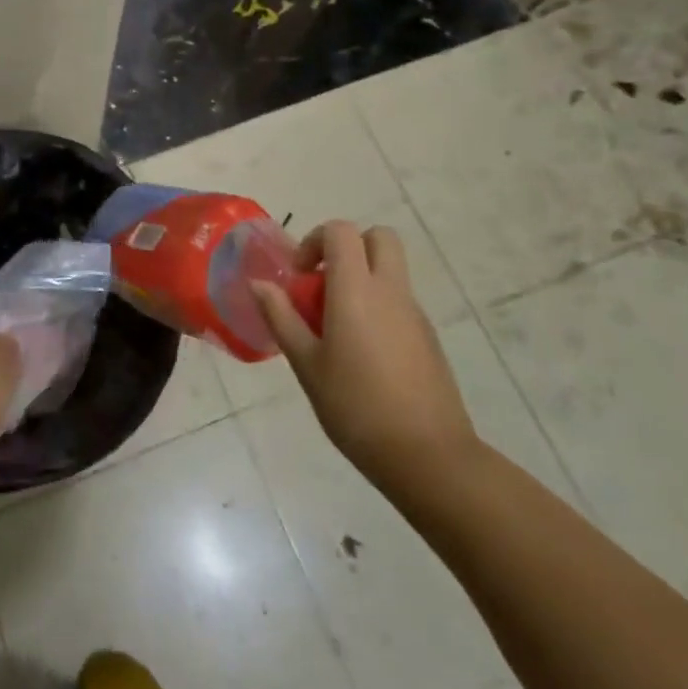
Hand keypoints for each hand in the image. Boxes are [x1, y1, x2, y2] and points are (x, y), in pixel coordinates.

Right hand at [253, 222, 478, 500]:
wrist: (428, 456)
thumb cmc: (355, 407)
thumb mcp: (306, 363)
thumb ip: (281, 317)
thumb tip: (259, 284)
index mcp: (357, 290)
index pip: (342, 231)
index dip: (315, 240)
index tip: (299, 275)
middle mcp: (390, 291)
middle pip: (379, 238)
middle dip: (348, 247)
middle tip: (322, 283)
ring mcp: (415, 314)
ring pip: (390, 271)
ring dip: (362, 279)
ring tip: (335, 328)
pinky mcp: (429, 338)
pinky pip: (399, 302)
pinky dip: (377, 307)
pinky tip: (361, 355)